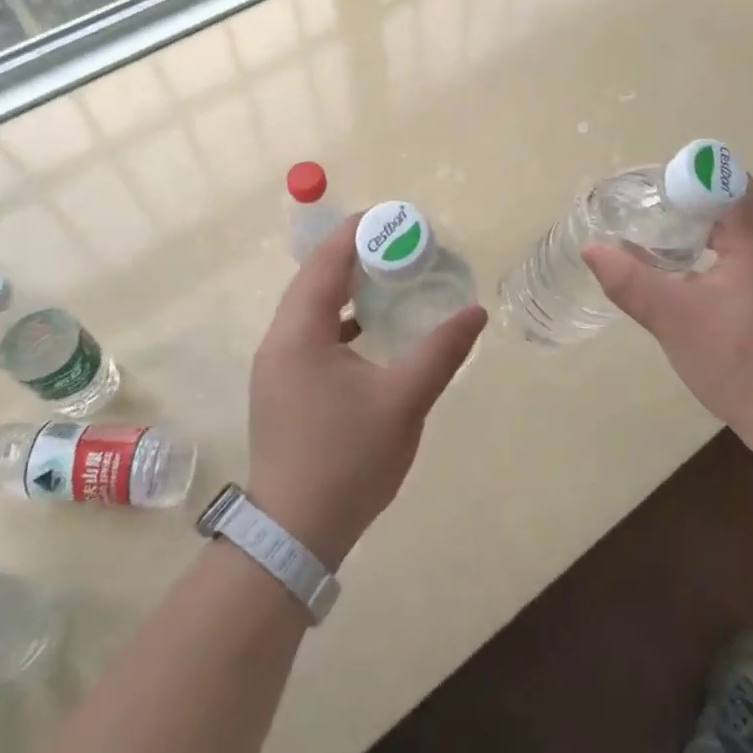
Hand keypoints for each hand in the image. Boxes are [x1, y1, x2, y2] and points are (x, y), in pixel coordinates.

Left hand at [247, 215, 485, 566]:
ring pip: (310, 307)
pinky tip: (371, 329)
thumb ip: (441, 351)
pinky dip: (340, 319)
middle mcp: (279, 340)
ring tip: (391, 278)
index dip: (358, 232)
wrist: (294, 534)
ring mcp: (276, 366)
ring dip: (347, 288)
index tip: (396, 217)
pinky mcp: (282, 387)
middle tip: (402, 246)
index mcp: (299, 333)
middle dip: (356, 256)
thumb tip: (476, 311)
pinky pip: (310, 333)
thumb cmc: (348, 461)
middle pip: (314, 278)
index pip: (325, 261)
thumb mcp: (403, 402)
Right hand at [582, 183, 752, 450]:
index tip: (645, 192)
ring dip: (696, 226)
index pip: (723, 180)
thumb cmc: (739, 362)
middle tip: (640, 212)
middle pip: (727, 199)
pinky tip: (683, 272)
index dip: (683, 178)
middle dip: (682, 200)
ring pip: (734, 227)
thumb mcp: (673, 319)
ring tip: (653, 238)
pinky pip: (741, 251)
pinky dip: (710, 249)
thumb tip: (591, 248)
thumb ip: (629, 280)